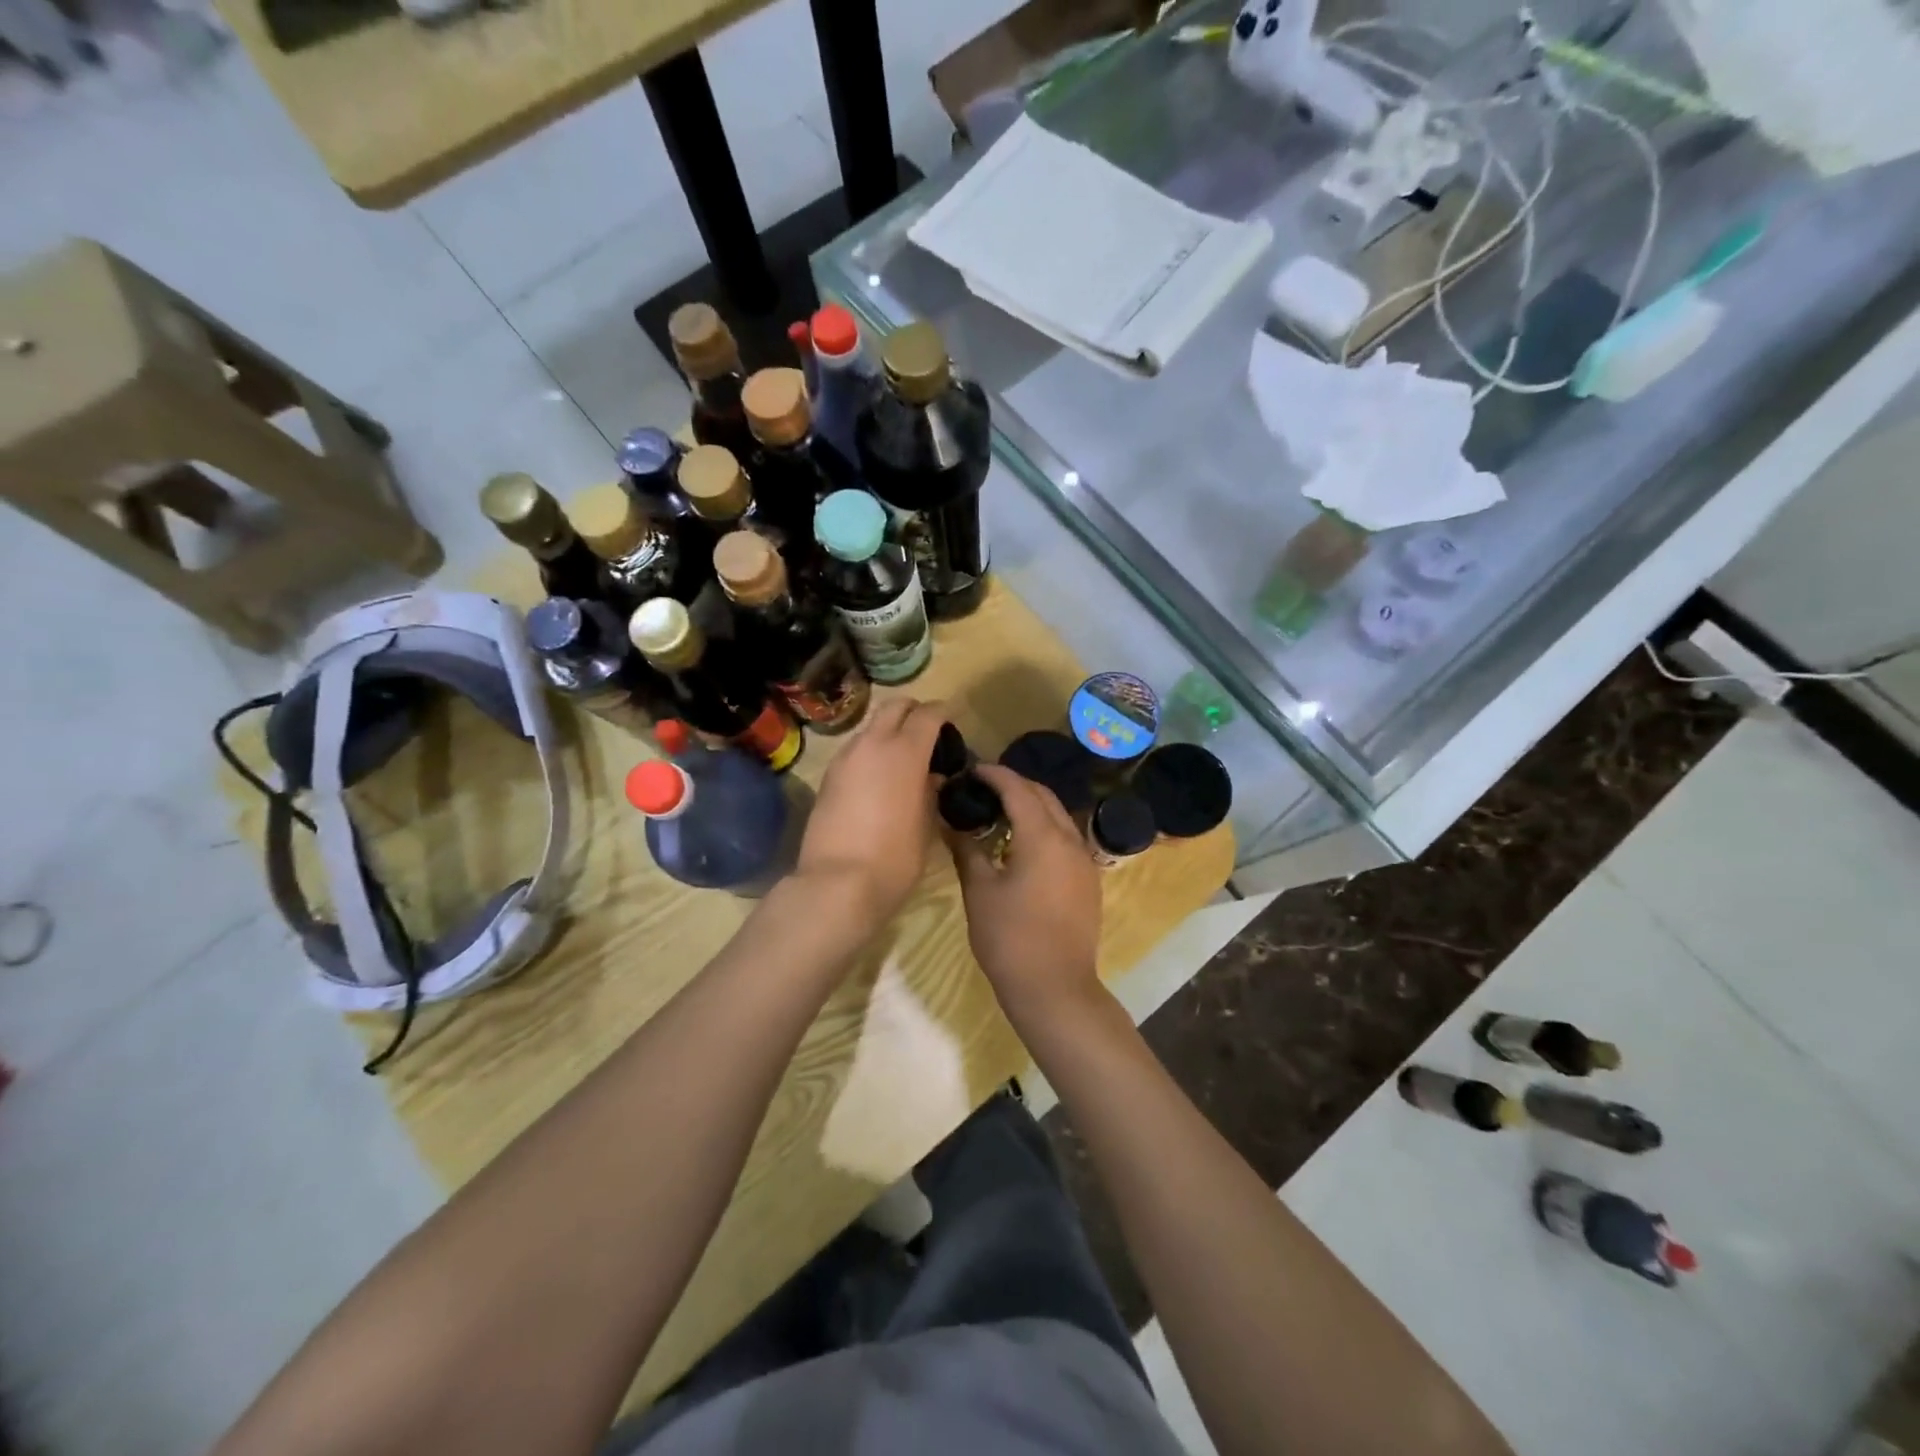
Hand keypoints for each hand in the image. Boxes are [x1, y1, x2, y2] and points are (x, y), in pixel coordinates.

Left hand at [795, 697, 945, 928]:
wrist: (837, 884)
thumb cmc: (895, 858)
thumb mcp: (926, 826)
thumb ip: (930, 793)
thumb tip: (930, 777)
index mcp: (905, 752)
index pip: (928, 713)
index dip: (943, 713)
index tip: (951, 723)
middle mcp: (873, 744)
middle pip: (894, 706)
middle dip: (913, 712)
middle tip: (927, 733)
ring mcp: (845, 758)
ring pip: (871, 728)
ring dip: (888, 734)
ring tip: (902, 761)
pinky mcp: (828, 777)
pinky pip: (855, 751)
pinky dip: (870, 754)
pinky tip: (878, 780)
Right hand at [948, 764, 1104, 1031]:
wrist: (1055, 989)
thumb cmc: (1010, 938)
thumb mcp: (980, 891)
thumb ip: (967, 850)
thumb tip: (951, 822)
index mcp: (1043, 837)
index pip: (1018, 789)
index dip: (994, 774)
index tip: (971, 770)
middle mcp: (1070, 840)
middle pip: (1043, 796)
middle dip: (1014, 785)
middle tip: (982, 788)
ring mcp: (1084, 860)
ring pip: (1058, 816)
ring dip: (1031, 806)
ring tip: (999, 812)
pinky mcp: (1088, 880)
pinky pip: (1065, 838)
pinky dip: (1044, 828)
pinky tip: (1021, 844)